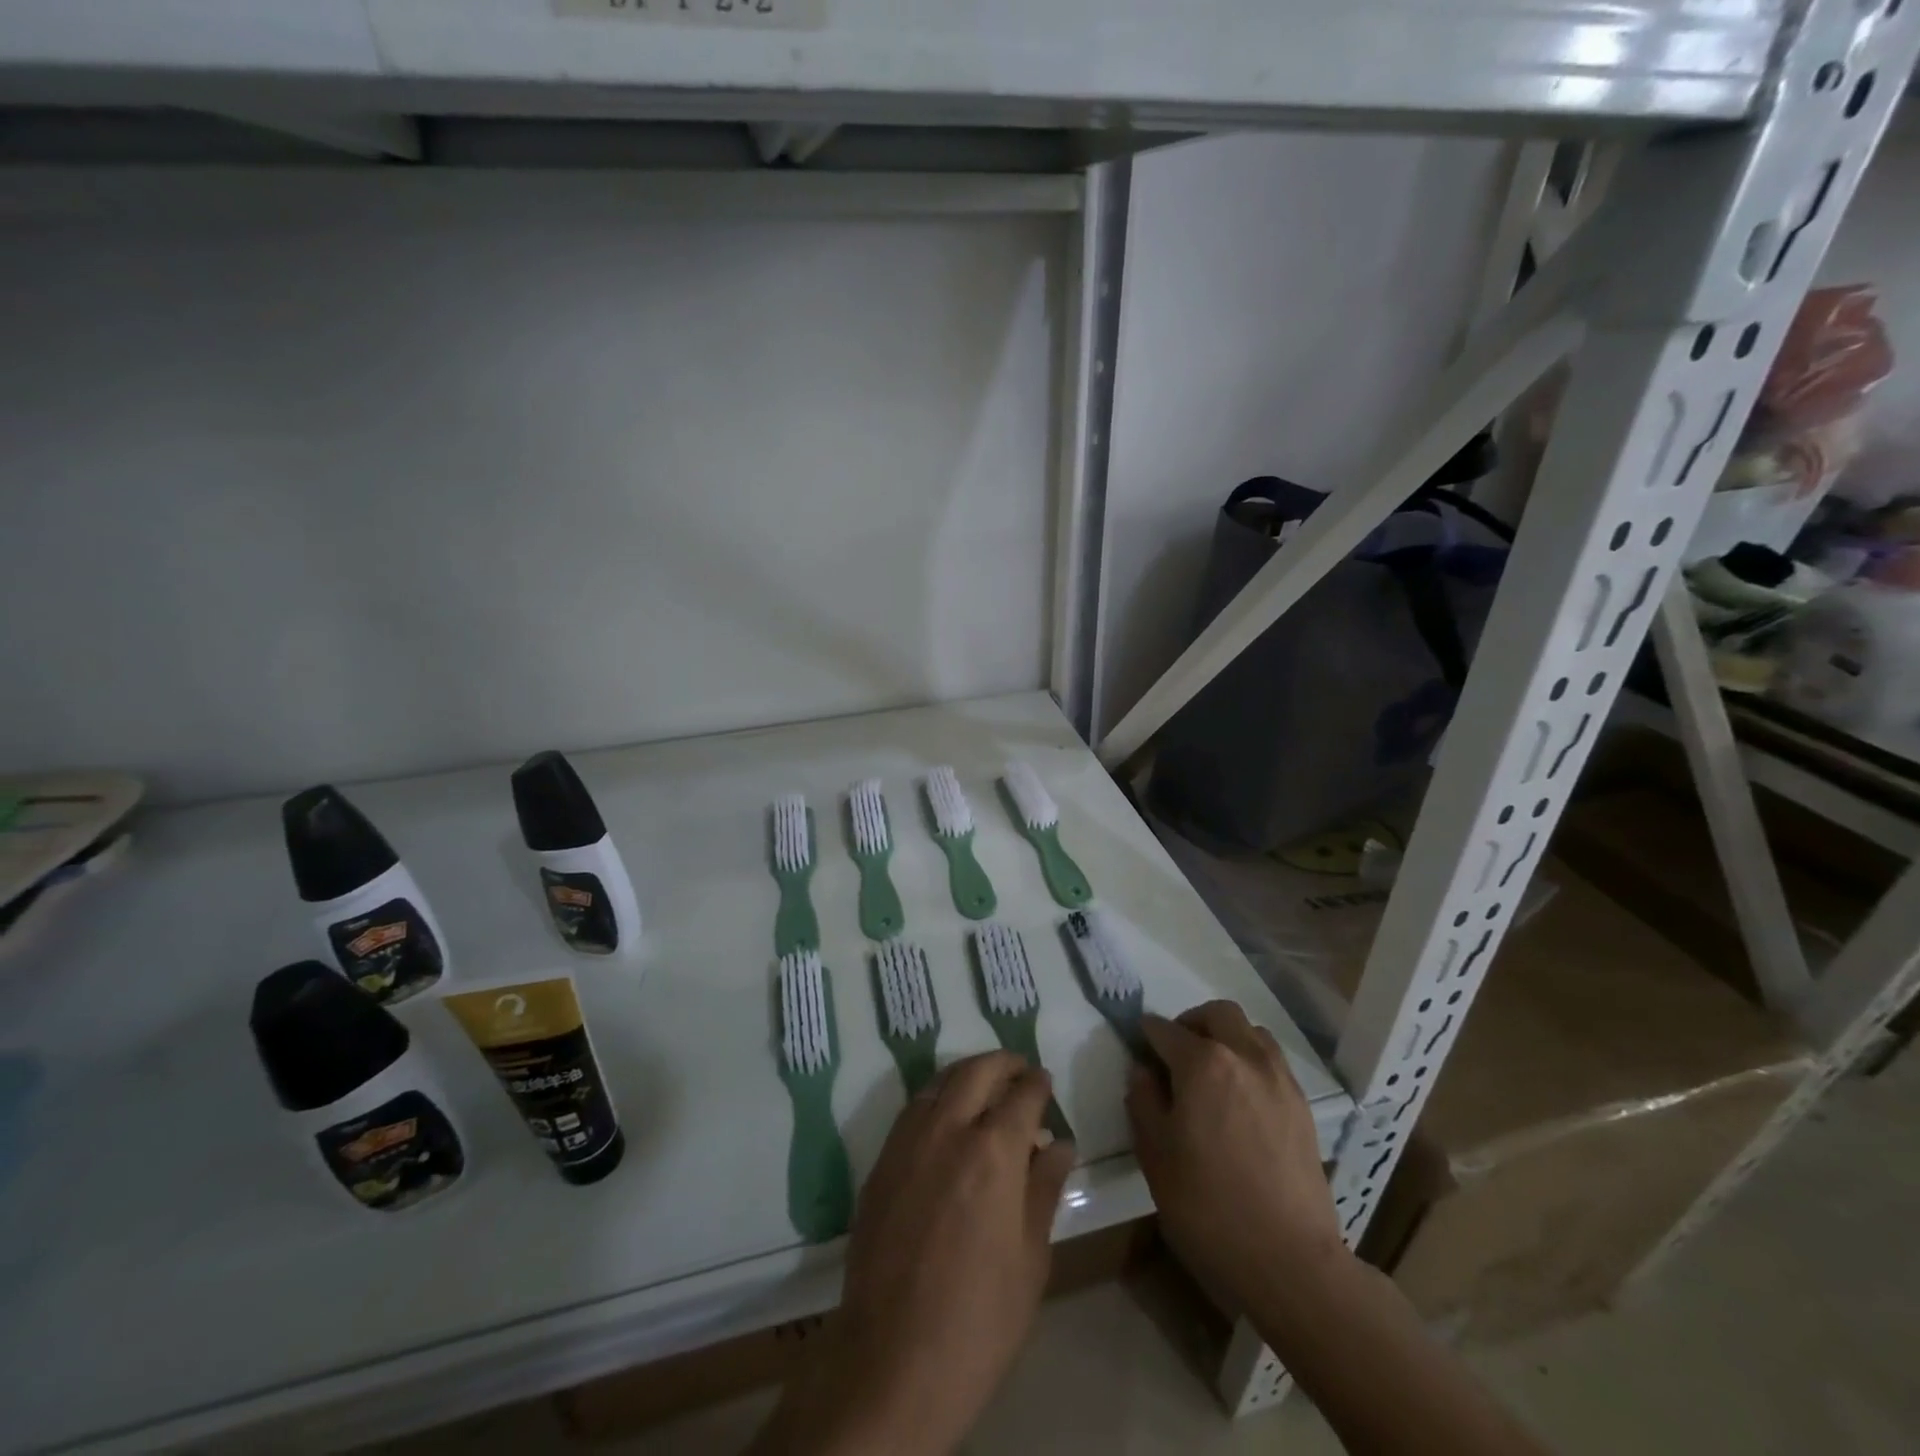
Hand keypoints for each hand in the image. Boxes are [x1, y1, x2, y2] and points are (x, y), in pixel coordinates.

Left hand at [754, 1051, 1074, 1455]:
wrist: (893, 1360)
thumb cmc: (980, 1319)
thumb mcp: (1031, 1258)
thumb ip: (1044, 1189)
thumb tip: (1060, 1144)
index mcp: (994, 1151)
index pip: (1022, 1095)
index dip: (1037, 1083)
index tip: (1044, 1080)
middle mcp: (948, 1130)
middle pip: (976, 1072)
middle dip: (1002, 1063)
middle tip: (1019, 1069)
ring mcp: (908, 1142)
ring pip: (939, 1082)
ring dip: (966, 1074)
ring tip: (984, 1086)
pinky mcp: (881, 1163)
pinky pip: (912, 1109)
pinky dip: (936, 1098)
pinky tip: (946, 1118)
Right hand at [1126, 1002, 1345, 1315]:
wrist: (1289, 1260)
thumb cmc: (1208, 1206)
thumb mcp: (1155, 1155)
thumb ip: (1143, 1101)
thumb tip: (1143, 1071)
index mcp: (1203, 1063)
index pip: (1165, 1030)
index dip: (1146, 1035)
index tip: (1138, 1047)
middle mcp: (1244, 1056)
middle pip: (1217, 1014)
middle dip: (1191, 1023)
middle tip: (1175, 1052)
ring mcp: (1279, 1078)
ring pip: (1250, 1031)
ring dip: (1226, 1037)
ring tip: (1212, 1072)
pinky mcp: (1302, 1105)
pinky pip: (1272, 1061)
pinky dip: (1251, 1062)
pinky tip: (1241, 1098)